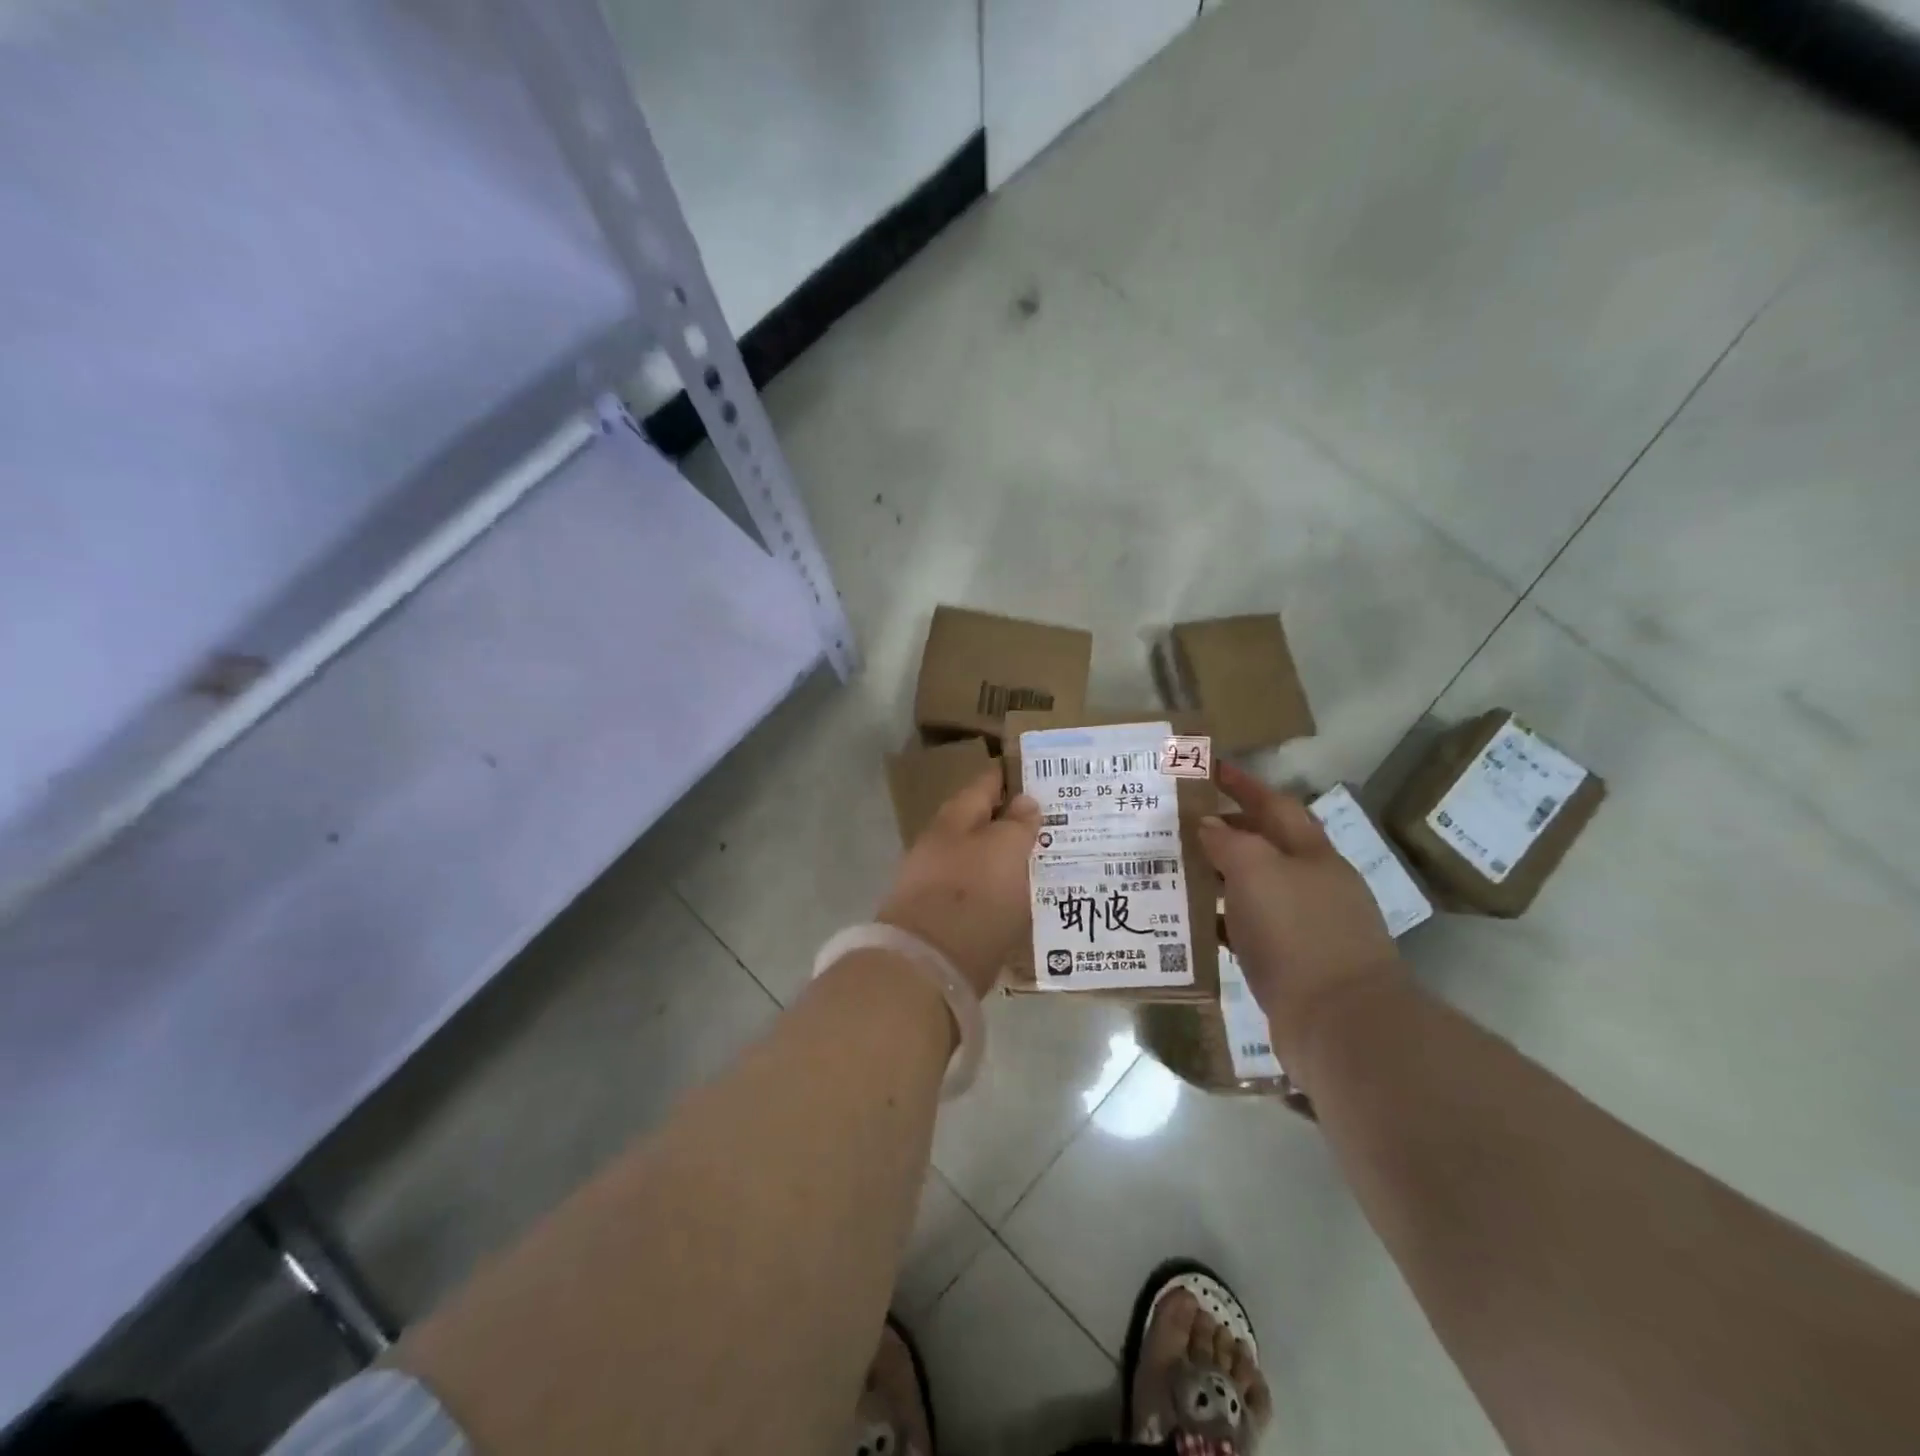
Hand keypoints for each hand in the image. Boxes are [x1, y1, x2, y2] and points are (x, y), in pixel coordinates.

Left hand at [878, 766, 1041, 998]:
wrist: (928, 967)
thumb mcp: (1005, 851)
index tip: (1045, 776)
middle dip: (1014, 821)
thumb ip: (1017, 824)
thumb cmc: (973, 896)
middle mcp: (941, 844)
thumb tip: (1024, 801)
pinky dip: (1000, 890)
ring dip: (1008, 858)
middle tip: (1057, 824)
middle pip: (982, 822)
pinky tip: (1023, 900)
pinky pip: (978, 892)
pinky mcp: (943, 917)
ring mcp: (937, 882)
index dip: (1013, 776)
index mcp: (954, 818)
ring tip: (1047, 862)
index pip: (986, 783)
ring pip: (980, 859)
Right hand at [1198, 762, 1406, 1086]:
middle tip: (1179, 824)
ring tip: (1176, 868)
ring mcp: (1304, 925)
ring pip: (1254, 887)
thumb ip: (1229, 842)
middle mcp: (1312, 884)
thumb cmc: (1297, 933)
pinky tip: (1191, 923)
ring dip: (1218, 876)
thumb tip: (1208, 825)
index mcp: (1312, 854)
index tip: (1210, 769)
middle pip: (1265, 845)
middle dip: (1226, 830)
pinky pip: (1247, 929)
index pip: (1274, 804)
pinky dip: (1220, 920)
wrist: (1339, 1024)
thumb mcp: (1257, 871)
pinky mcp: (1291, 963)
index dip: (1243, 784)